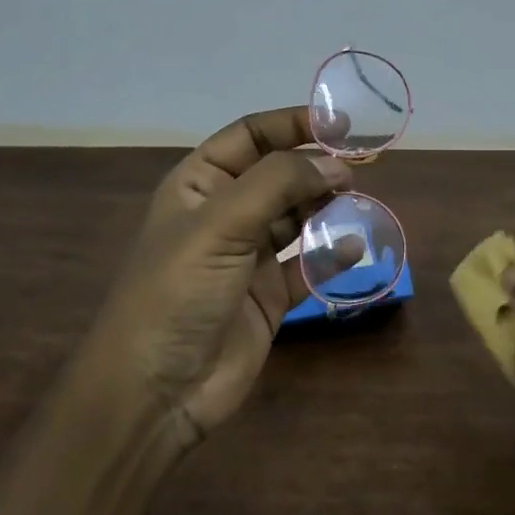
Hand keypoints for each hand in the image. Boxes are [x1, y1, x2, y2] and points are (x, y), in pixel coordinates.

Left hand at [75, 106, 358, 447]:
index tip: (341, 123)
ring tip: (357, 201)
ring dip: (325, 207)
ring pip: (296, 218)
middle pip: (278, 175)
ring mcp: (247, 257)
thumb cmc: (177, 291)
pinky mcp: (268, 297)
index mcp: (198, 185)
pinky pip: (306, 266)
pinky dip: (329, 255)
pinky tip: (352, 247)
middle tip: (357, 169)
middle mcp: (224, 214)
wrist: (156, 390)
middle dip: (315, 167)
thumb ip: (278, 185)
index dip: (291, 124)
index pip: (250, 137)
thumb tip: (335, 164)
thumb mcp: (220, 225)